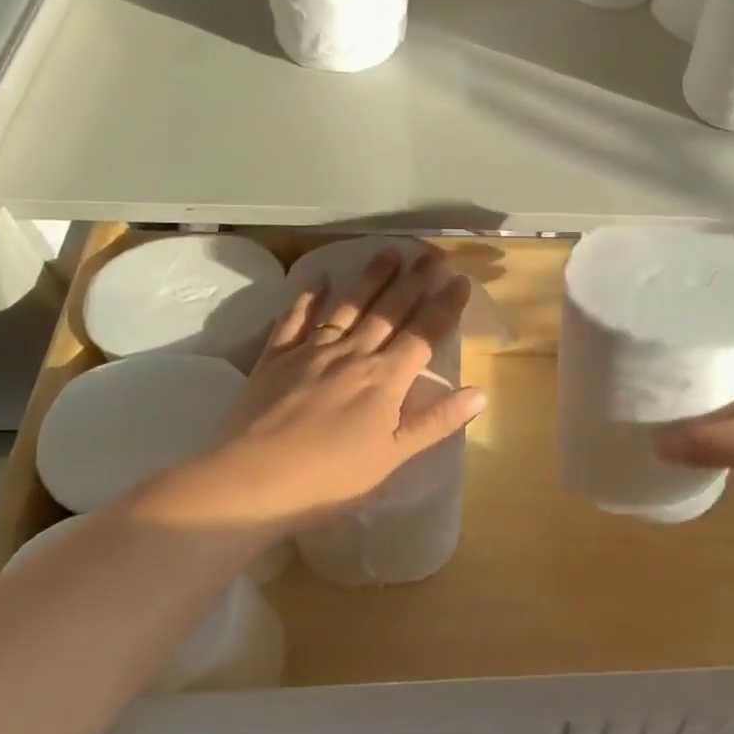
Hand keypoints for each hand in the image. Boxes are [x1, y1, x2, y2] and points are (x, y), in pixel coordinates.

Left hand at [126, 248, 485, 532]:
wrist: (253, 481)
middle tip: (432, 254)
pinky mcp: (276, 358)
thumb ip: (436, 422)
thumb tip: (480, 392)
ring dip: (371, 278)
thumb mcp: (393, 457)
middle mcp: (353, 354)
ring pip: (349, 306)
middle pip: (390, 311)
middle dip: (414, 281)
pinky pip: (295, 319)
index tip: (460, 279)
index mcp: (385, 380)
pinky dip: (308, 298)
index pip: (424, 335)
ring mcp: (312, 352)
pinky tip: (320, 280)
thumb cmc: (331, 478)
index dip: (445, 306)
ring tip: (390, 252)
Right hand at [654, 312, 733, 531]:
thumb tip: (655, 444)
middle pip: (731, 329)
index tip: (657, 301)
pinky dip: (720, 395)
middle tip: (645, 337)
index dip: (699, 297)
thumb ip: (719, 443)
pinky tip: (689, 406)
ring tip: (656, 368)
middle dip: (692, 333)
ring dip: (705, 366)